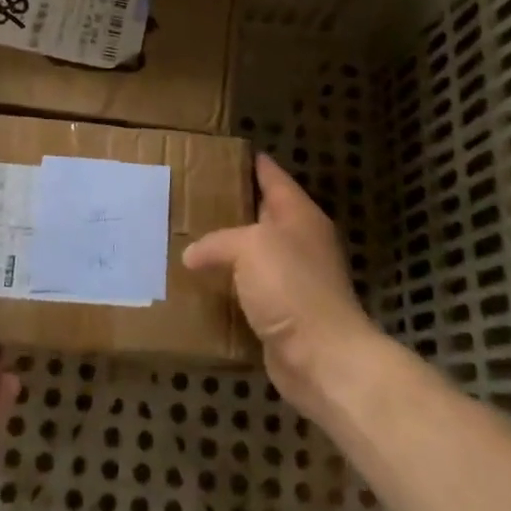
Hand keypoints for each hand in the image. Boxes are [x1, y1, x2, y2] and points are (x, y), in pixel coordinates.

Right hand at [183, 153, 381, 422]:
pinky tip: (200, 285)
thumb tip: (192, 255)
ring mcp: (292, 281)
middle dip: (232, 207)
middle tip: (193, 196)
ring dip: (226, 251)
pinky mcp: (281, 314)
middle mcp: (299, 244)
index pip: (274, 179)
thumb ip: (218, 242)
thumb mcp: (250, 247)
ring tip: (187, 238)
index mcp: (299, 216)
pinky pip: (248, 291)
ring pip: (253, 256)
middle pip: (262, 216)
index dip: (254, 164)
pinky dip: (228, 287)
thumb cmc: (292, 287)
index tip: (227, 152)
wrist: (322, 358)